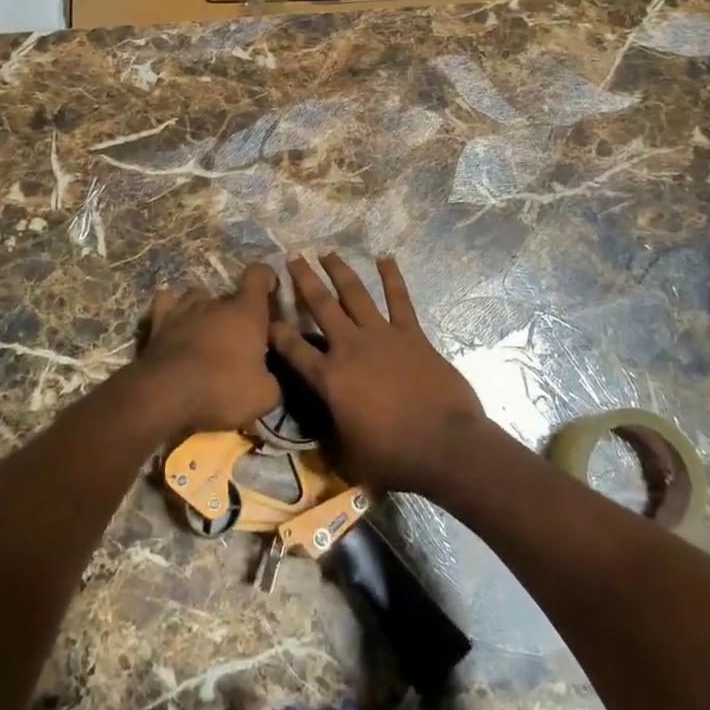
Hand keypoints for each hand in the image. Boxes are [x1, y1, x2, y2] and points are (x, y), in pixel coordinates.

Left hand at [134, 262, 281, 434]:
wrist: (166, 396)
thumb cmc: (222, 390)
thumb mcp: (264, 397)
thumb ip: (271, 380)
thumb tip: (266, 378)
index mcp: (246, 312)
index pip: (258, 275)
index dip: (266, 278)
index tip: (269, 289)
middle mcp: (216, 302)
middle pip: (230, 295)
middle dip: (236, 312)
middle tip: (239, 338)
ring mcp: (183, 309)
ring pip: (197, 296)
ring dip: (204, 310)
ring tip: (206, 331)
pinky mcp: (157, 322)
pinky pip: (166, 304)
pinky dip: (171, 309)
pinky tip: (174, 323)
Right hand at [271, 254, 491, 494]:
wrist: (444, 446)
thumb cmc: (393, 458)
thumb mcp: (348, 454)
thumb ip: (332, 434)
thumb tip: (325, 429)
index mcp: (330, 379)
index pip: (294, 350)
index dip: (277, 332)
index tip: (265, 316)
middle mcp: (350, 348)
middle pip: (321, 306)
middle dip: (304, 280)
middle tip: (292, 257)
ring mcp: (382, 336)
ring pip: (355, 294)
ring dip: (340, 271)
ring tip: (327, 252)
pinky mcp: (411, 334)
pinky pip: (399, 299)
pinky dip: (392, 277)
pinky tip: (385, 258)